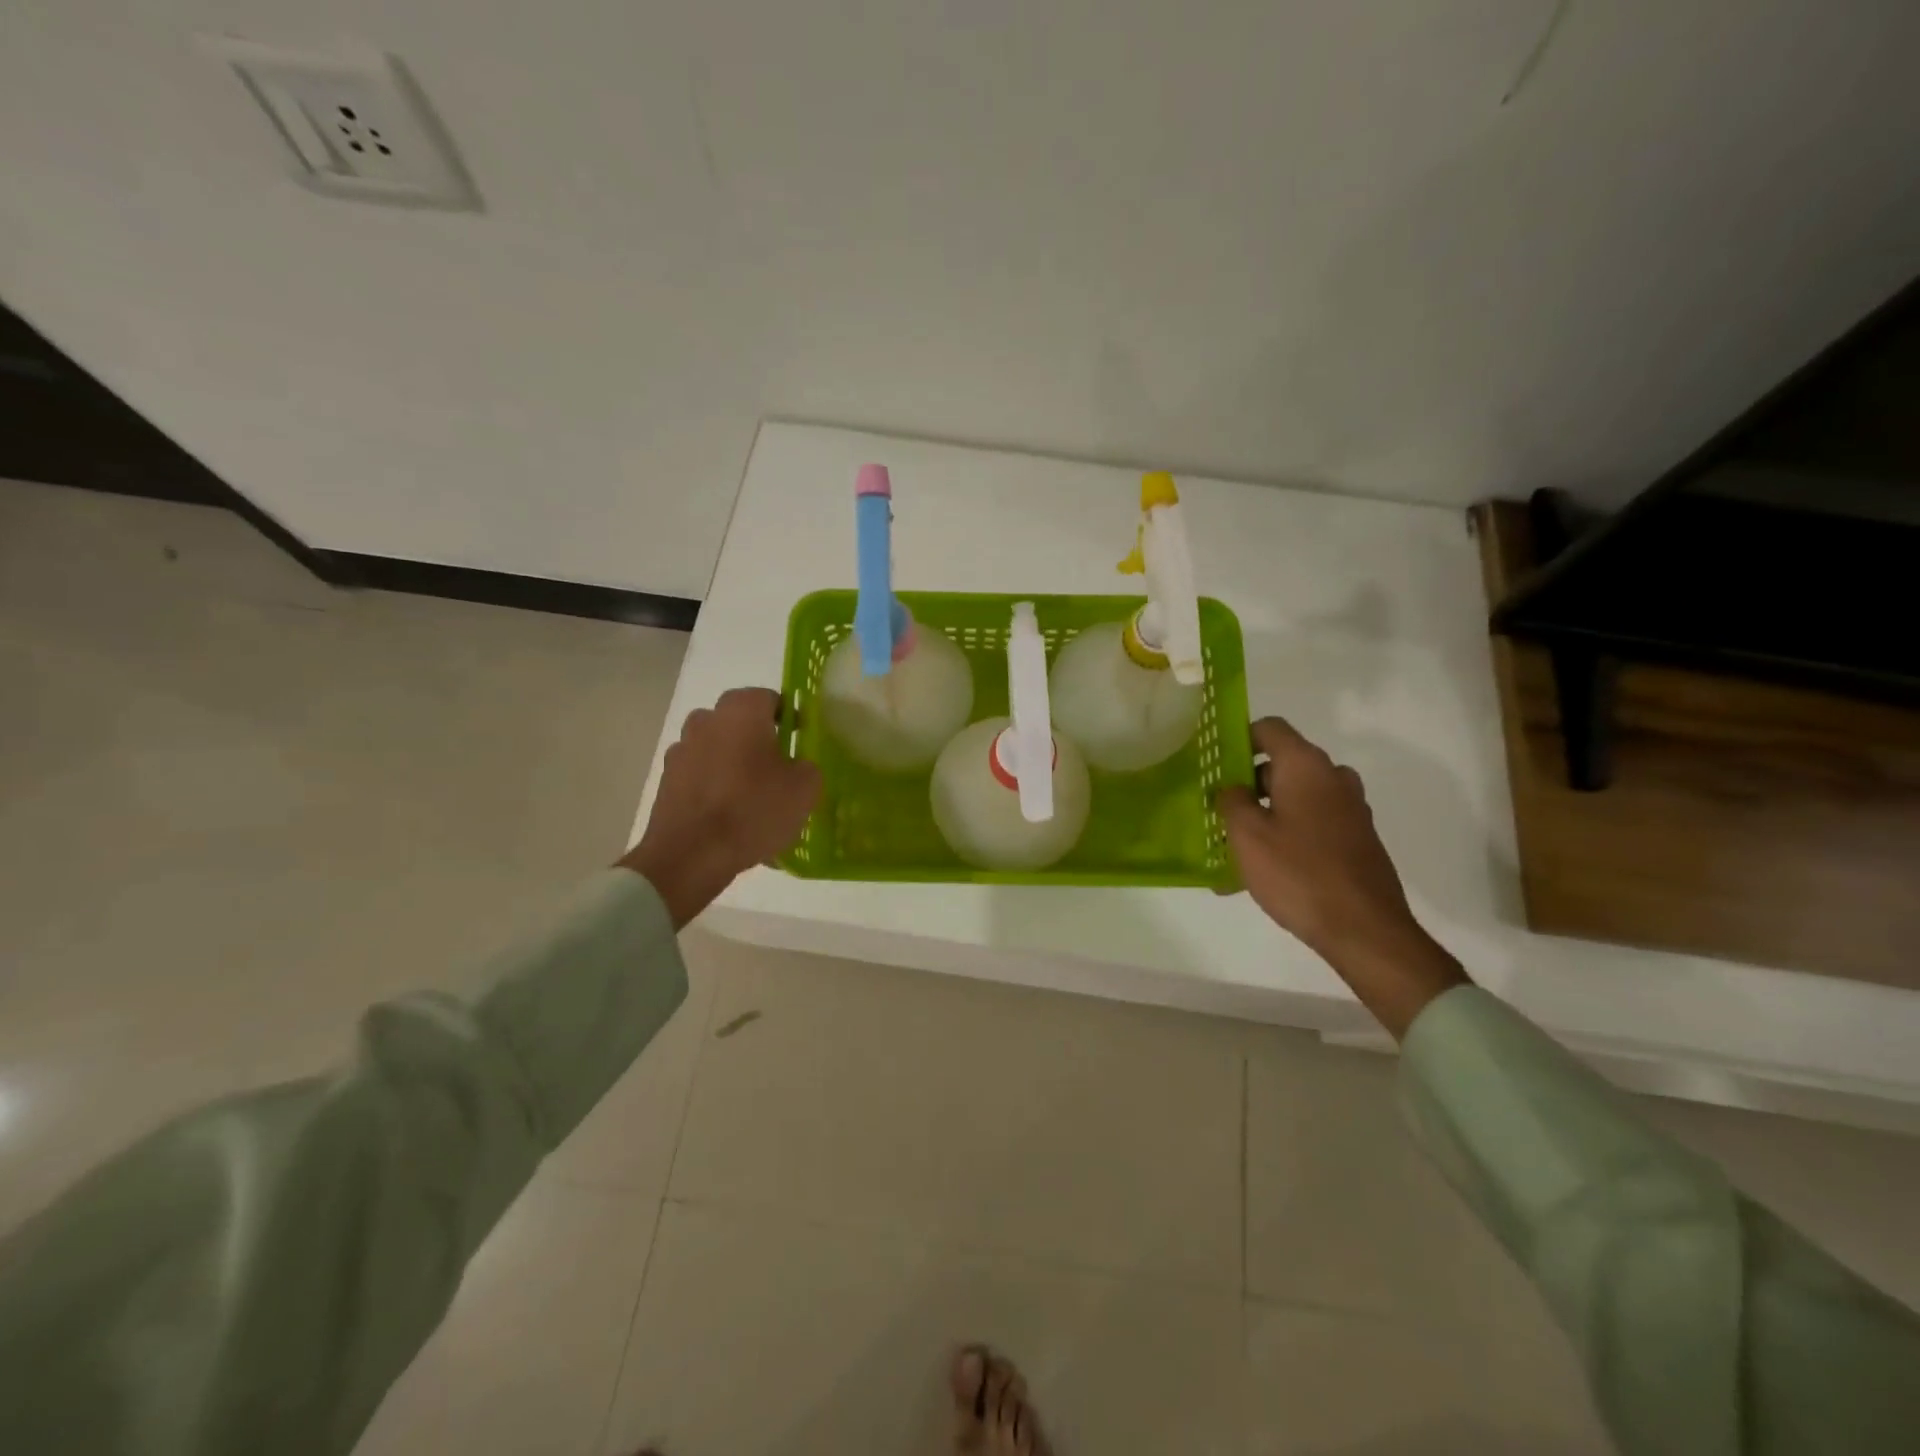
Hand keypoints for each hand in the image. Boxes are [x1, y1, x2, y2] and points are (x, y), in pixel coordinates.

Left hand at [620, 687, 820, 927]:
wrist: (690, 856)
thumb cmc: (753, 810)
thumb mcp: (804, 790)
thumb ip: (808, 768)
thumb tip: (798, 766)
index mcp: (741, 711)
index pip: (770, 698)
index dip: (789, 718)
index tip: (801, 742)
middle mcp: (706, 720)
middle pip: (740, 723)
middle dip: (760, 741)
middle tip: (780, 771)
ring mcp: (681, 750)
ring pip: (719, 750)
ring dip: (735, 765)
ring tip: (755, 801)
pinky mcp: (667, 782)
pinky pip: (701, 778)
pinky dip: (716, 790)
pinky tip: (732, 820)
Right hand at [1218, 717, 1466, 1038]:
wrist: (1364, 930)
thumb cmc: (1298, 873)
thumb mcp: (1247, 835)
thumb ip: (1232, 801)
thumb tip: (1233, 788)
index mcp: (1307, 766)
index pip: (1270, 728)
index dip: (1239, 738)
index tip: (1216, 765)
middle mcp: (1333, 778)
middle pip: (1282, 764)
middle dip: (1248, 784)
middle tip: (1219, 811)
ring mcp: (1350, 809)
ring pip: (1297, 797)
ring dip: (1266, 812)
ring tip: (1236, 846)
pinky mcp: (1357, 839)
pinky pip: (1313, 823)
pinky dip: (1287, 834)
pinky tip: (1263, 870)